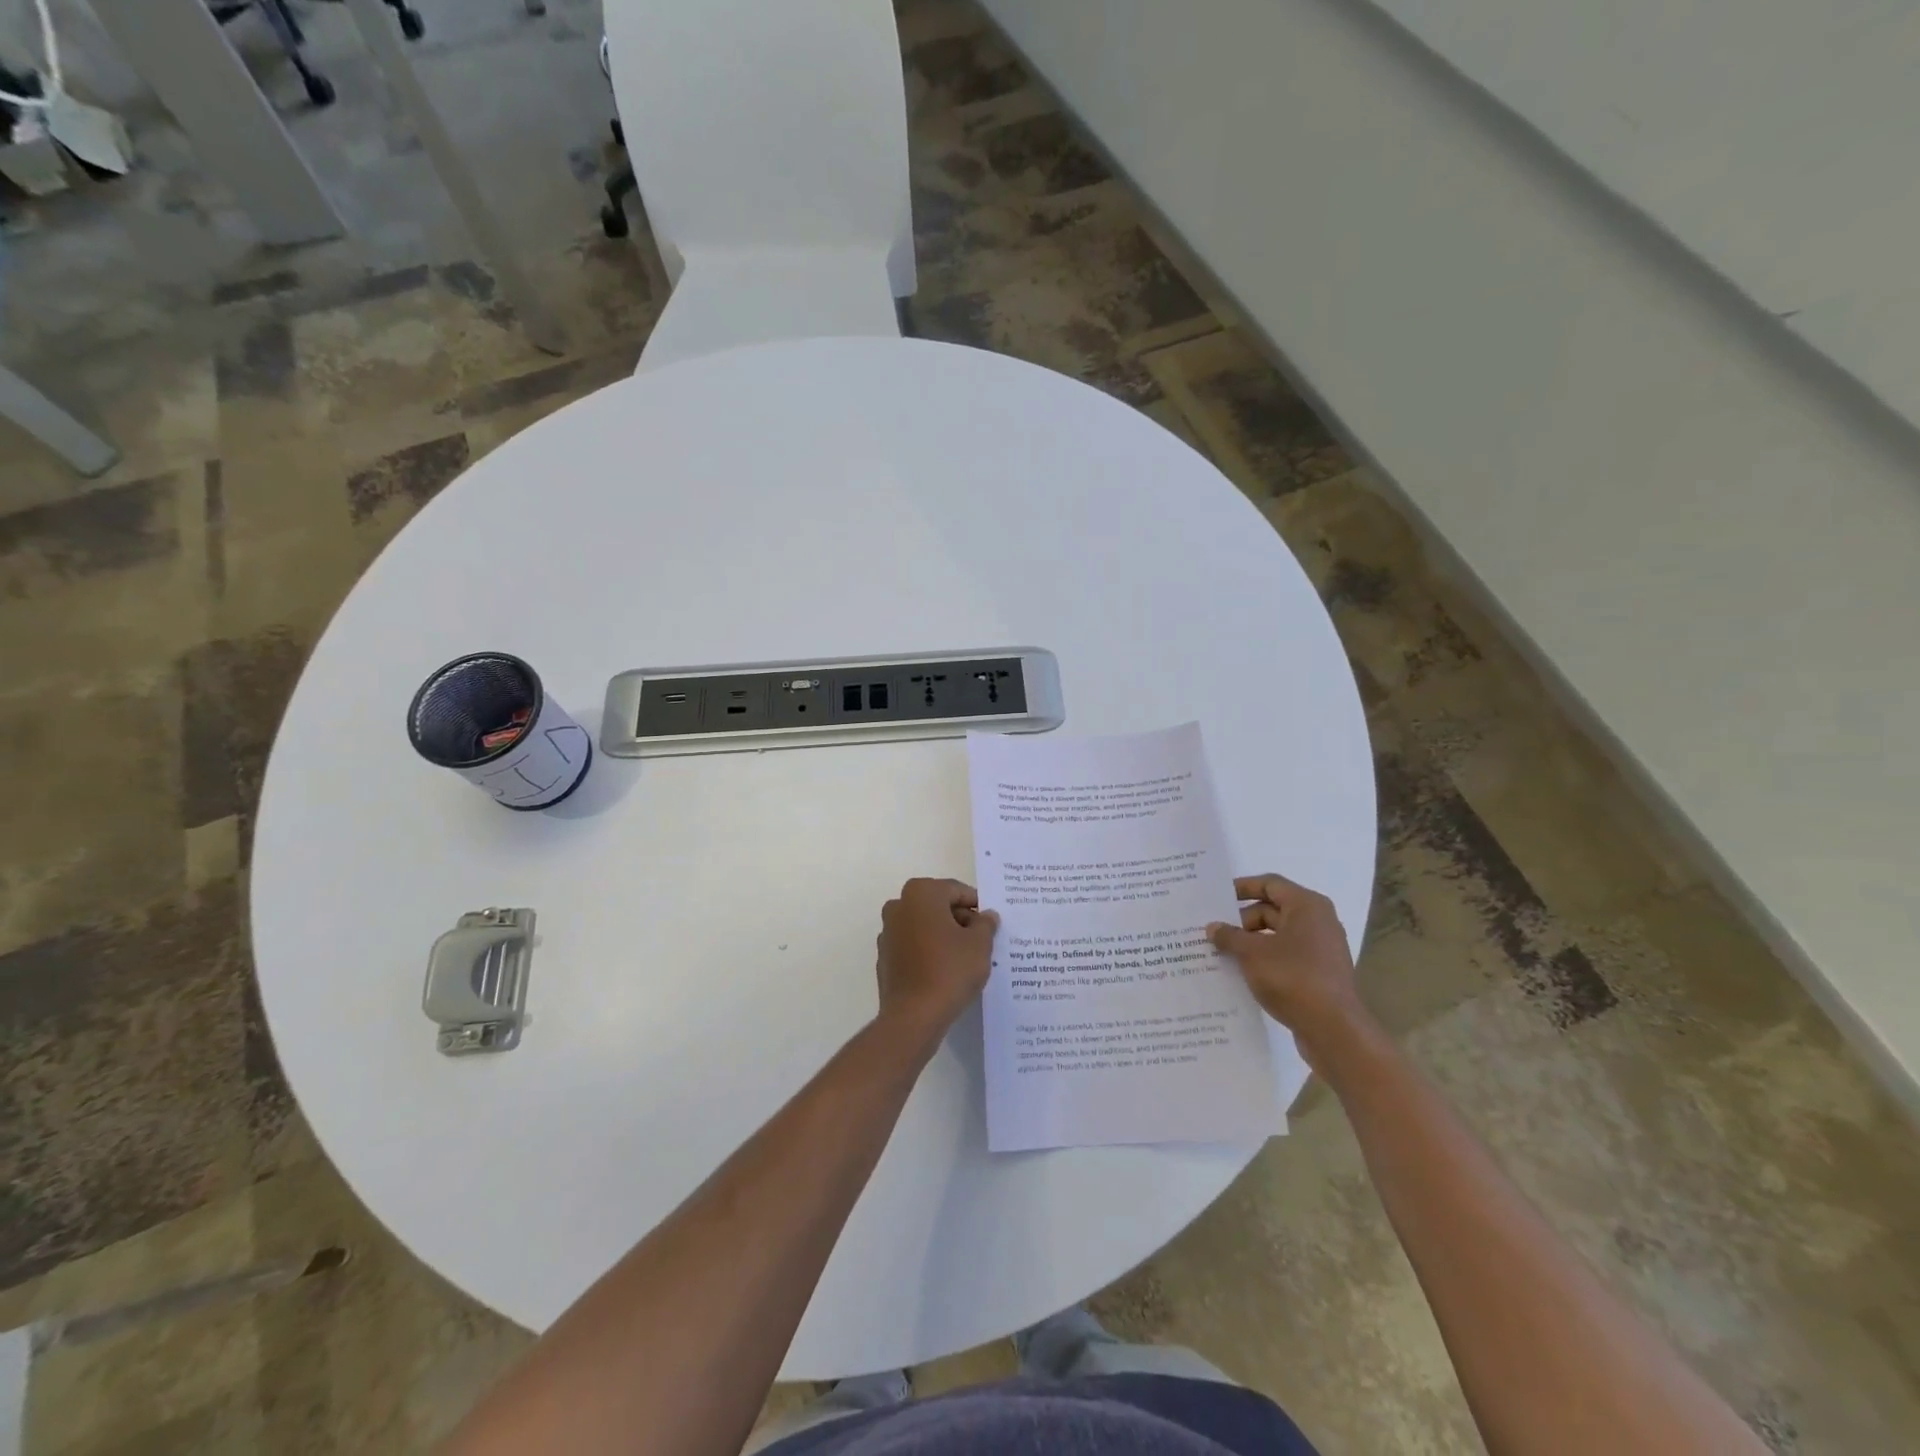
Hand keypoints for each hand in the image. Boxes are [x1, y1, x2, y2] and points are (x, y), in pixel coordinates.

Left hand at [875, 878, 997, 1044]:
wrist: (914, 1016)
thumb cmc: (950, 970)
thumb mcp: (980, 944)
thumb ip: (985, 924)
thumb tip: (986, 915)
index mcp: (921, 893)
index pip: (957, 891)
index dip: (977, 906)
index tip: (991, 924)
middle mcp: (899, 906)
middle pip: (938, 906)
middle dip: (960, 920)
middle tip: (982, 941)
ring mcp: (888, 932)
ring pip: (924, 926)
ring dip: (944, 935)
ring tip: (966, 958)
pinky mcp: (885, 957)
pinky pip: (913, 946)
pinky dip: (928, 952)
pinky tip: (945, 971)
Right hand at [1207, 873, 1371, 1069]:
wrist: (1333, 1030)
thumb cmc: (1292, 978)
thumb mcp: (1251, 954)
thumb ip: (1229, 936)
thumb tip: (1213, 927)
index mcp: (1307, 906)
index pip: (1270, 884)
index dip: (1242, 888)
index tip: (1217, 898)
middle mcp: (1318, 922)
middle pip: (1273, 910)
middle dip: (1242, 920)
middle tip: (1214, 932)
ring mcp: (1322, 949)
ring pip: (1278, 935)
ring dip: (1251, 942)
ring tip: (1222, 953)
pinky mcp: (1320, 973)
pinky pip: (1286, 956)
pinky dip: (1265, 959)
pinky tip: (1243, 973)